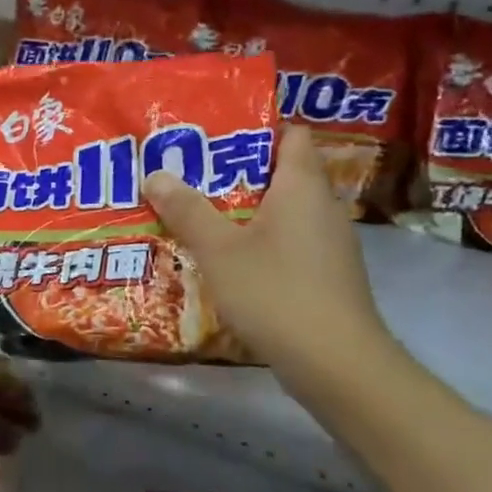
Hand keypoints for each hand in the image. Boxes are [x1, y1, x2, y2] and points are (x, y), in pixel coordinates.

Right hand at [144, 126, 391, 383]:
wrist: (336, 364)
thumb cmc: (276, 292)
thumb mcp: (219, 250)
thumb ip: (187, 210)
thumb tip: (155, 173)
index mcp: (302, 187)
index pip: (291, 135)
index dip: (256, 127)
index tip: (214, 134)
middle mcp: (322, 208)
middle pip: (281, 173)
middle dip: (236, 171)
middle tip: (189, 173)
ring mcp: (328, 244)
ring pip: (282, 212)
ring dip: (244, 210)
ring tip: (197, 213)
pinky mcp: (325, 276)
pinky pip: (287, 243)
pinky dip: (258, 242)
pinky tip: (226, 259)